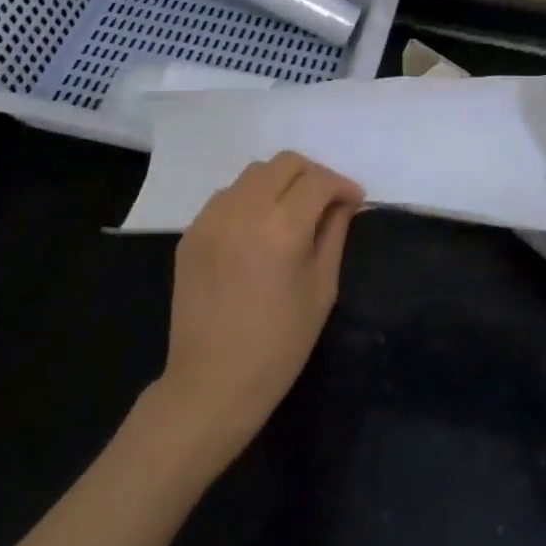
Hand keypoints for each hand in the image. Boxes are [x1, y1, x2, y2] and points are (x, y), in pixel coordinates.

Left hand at [152, 151, 363, 462]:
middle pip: (284, 163)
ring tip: (291, 212)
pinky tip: (258, 229)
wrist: (212, 382)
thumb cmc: (279, 345)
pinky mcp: (191, 232)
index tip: (353, 201)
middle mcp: (243, 211)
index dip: (342, 186)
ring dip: (279, 183)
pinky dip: (250, 200)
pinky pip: (227, 197)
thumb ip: (333, 235)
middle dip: (312, 175)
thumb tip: (342, 204)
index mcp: (282, 228)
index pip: (318, 181)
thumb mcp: (322, 290)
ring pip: (253, 174)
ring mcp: (211, 219)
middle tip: (326, 202)